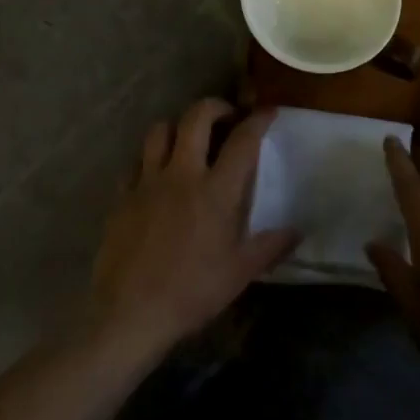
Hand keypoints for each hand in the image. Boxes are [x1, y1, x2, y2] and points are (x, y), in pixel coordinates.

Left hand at [87, 100, 298, 367]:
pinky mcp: (122, 195)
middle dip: (214, 106)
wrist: (130, 312)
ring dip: (177, 126)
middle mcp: (181, 174)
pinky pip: (135, 161)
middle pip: (196, 118)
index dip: (257, 120)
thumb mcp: (240, 273)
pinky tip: (156, 173)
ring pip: (159, 130)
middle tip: (226, 116)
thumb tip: (297, 231)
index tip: (267, 111)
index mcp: (215, 191)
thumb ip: (270, 247)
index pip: (242, 141)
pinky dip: (149, 158)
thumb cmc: (192, 292)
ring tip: (187, 139)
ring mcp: (147, 181)